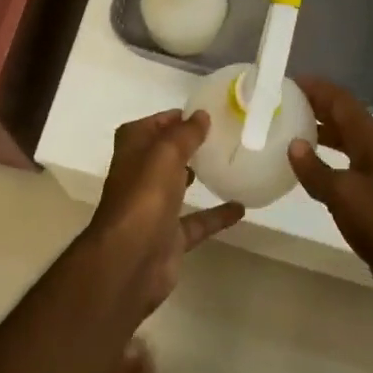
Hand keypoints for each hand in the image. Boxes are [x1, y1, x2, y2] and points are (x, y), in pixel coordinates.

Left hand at [86, 109, 243, 315]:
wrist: (131, 260)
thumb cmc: (144, 196)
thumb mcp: (166, 153)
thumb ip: (185, 133)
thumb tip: (201, 114)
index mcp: (133, 149)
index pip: (154, 124)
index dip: (176, 117)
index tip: (207, 112)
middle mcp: (140, 174)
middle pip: (166, 153)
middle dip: (188, 144)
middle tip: (223, 134)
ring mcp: (154, 207)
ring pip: (179, 184)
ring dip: (198, 175)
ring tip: (229, 162)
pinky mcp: (169, 236)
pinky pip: (197, 221)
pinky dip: (216, 215)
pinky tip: (241, 207)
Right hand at [287, 79, 372, 328]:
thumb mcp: (345, 195)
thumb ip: (317, 170)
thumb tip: (293, 144)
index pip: (341, 101)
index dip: (316, 88)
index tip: (287, 81)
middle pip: (343, 119)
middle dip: (315, 108)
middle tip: (280, 106)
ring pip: (345, 145)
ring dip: (320, 136)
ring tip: (287, 134)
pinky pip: (346, 172)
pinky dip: (326, 165)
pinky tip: (308, 176)